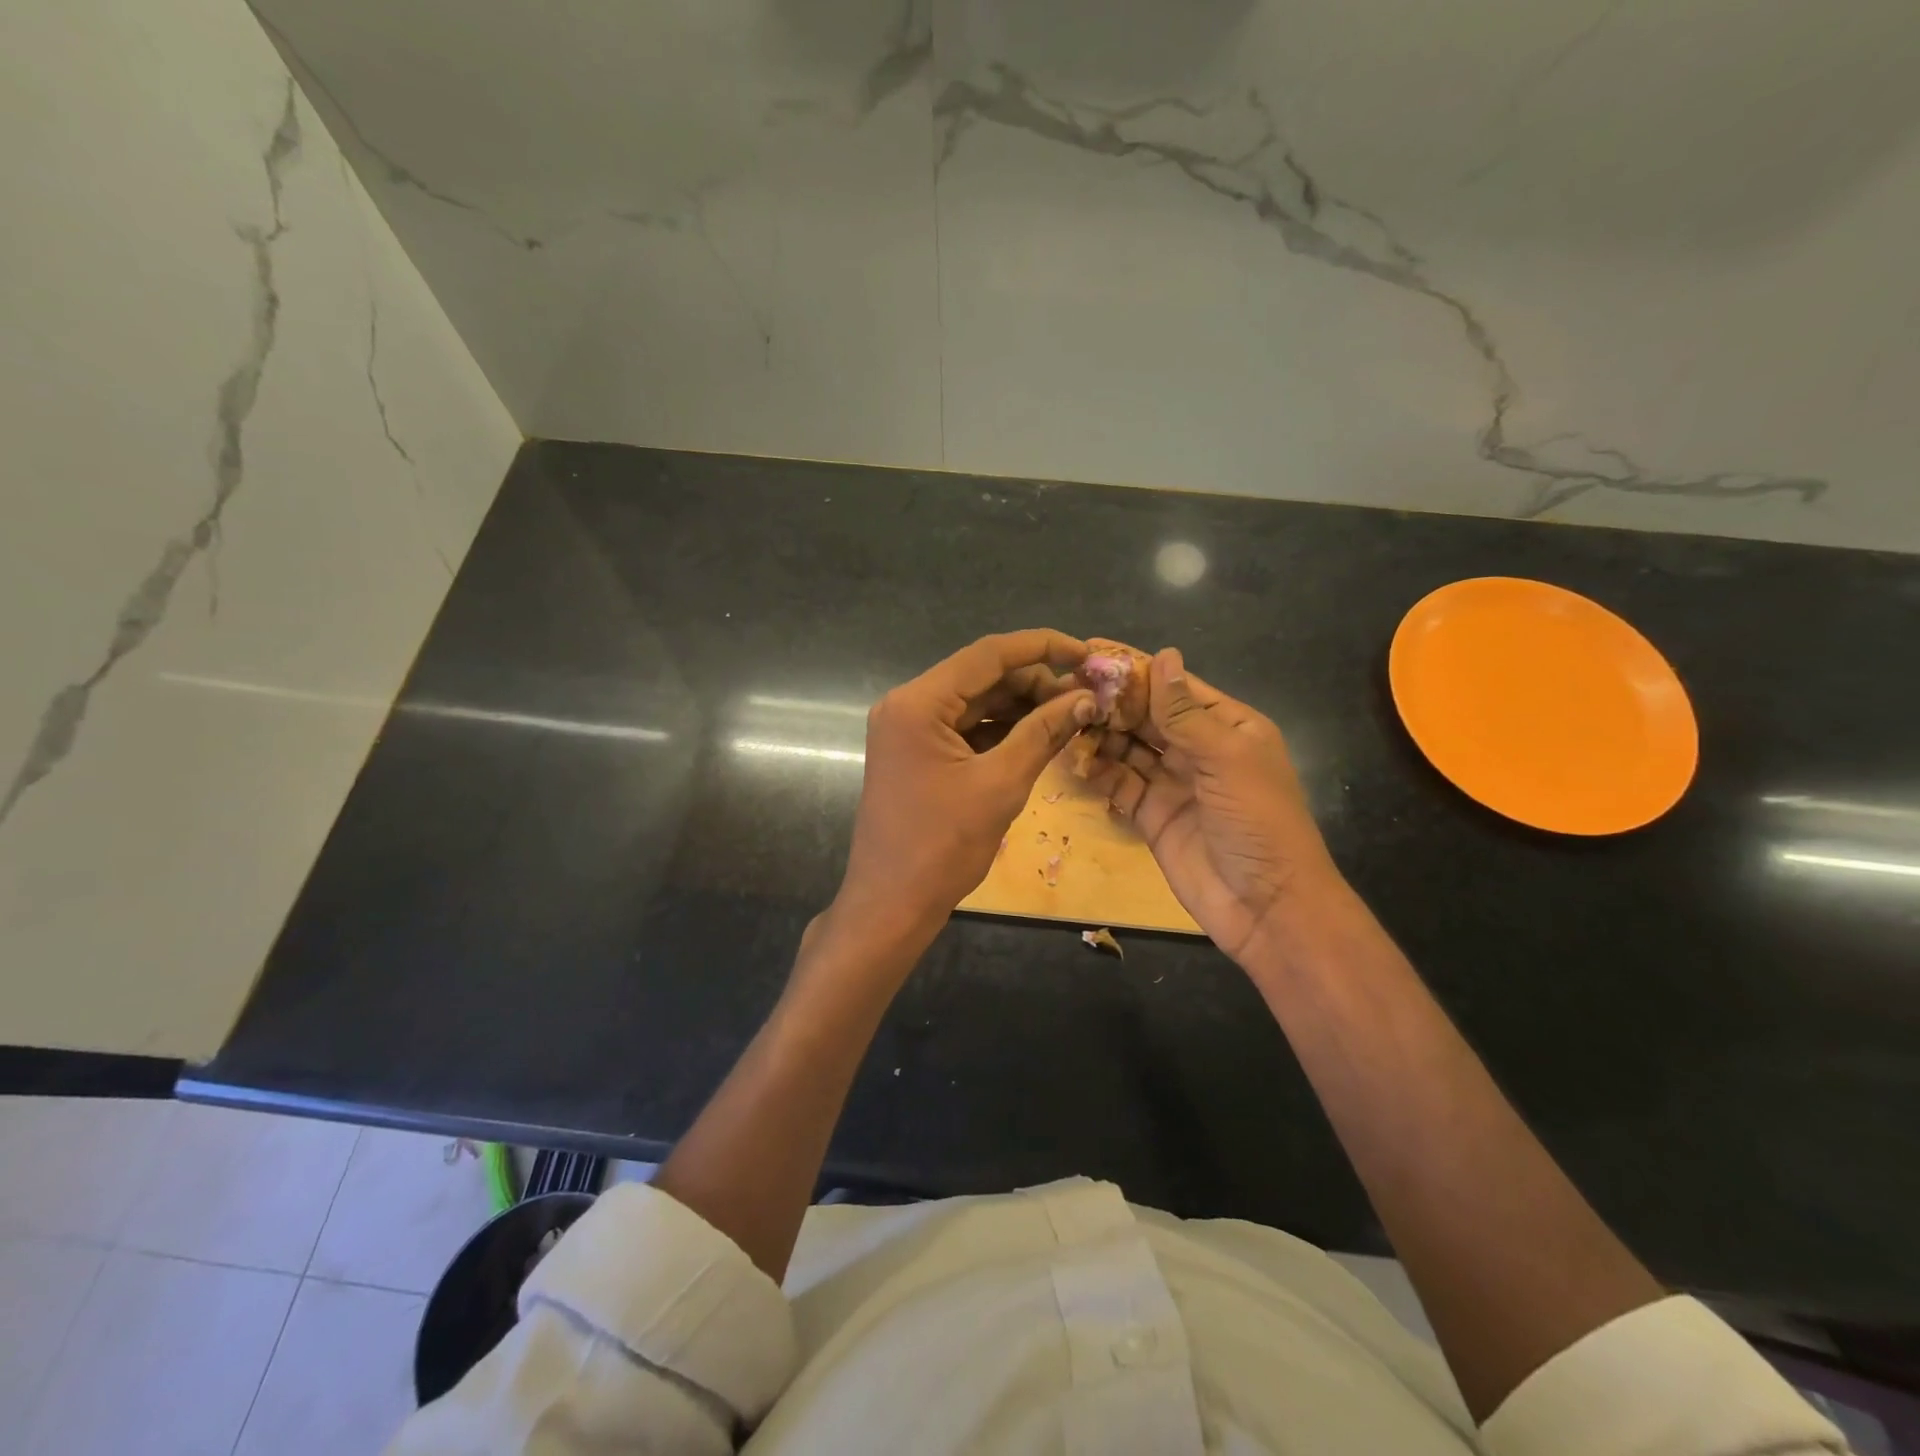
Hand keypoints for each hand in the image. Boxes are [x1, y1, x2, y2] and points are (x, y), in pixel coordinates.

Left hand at [834, 630, 1096, 951]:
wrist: (892, 904)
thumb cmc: (942, 846)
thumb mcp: (1001, 784)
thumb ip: (1043, 733)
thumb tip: (1086, 699)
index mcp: (918, 703)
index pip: (988, 655)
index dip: (1042, 648)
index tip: (1086, 653)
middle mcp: (908, 705)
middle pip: (982, 677)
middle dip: (1036, 683)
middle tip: (1087, 698)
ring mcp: (910, 730)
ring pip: (976, 702)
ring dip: (1022, 707)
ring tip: (1073, 717)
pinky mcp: (918, 753)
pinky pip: (966, 728)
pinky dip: (1002, 730)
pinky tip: (1041, 736)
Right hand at [1086, 648, 1345, 970]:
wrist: (1266, 906)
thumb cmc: (1258, 821)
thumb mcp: (1227, 758)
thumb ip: (1186, 712)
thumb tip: (1163, 655)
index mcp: (1227, 727)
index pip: (1175, 687)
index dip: (1136, 668)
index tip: (1091, 650)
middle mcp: (1198, 749)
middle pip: (1147, 715)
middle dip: (1111, 701)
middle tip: (1065, 687)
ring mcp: (1173, 783)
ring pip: (1128, 748)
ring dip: (1099, 734)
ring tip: (1062, 721)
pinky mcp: (1151, 815)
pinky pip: (1119, 784)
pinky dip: (1098, 772)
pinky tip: (1073, 760)